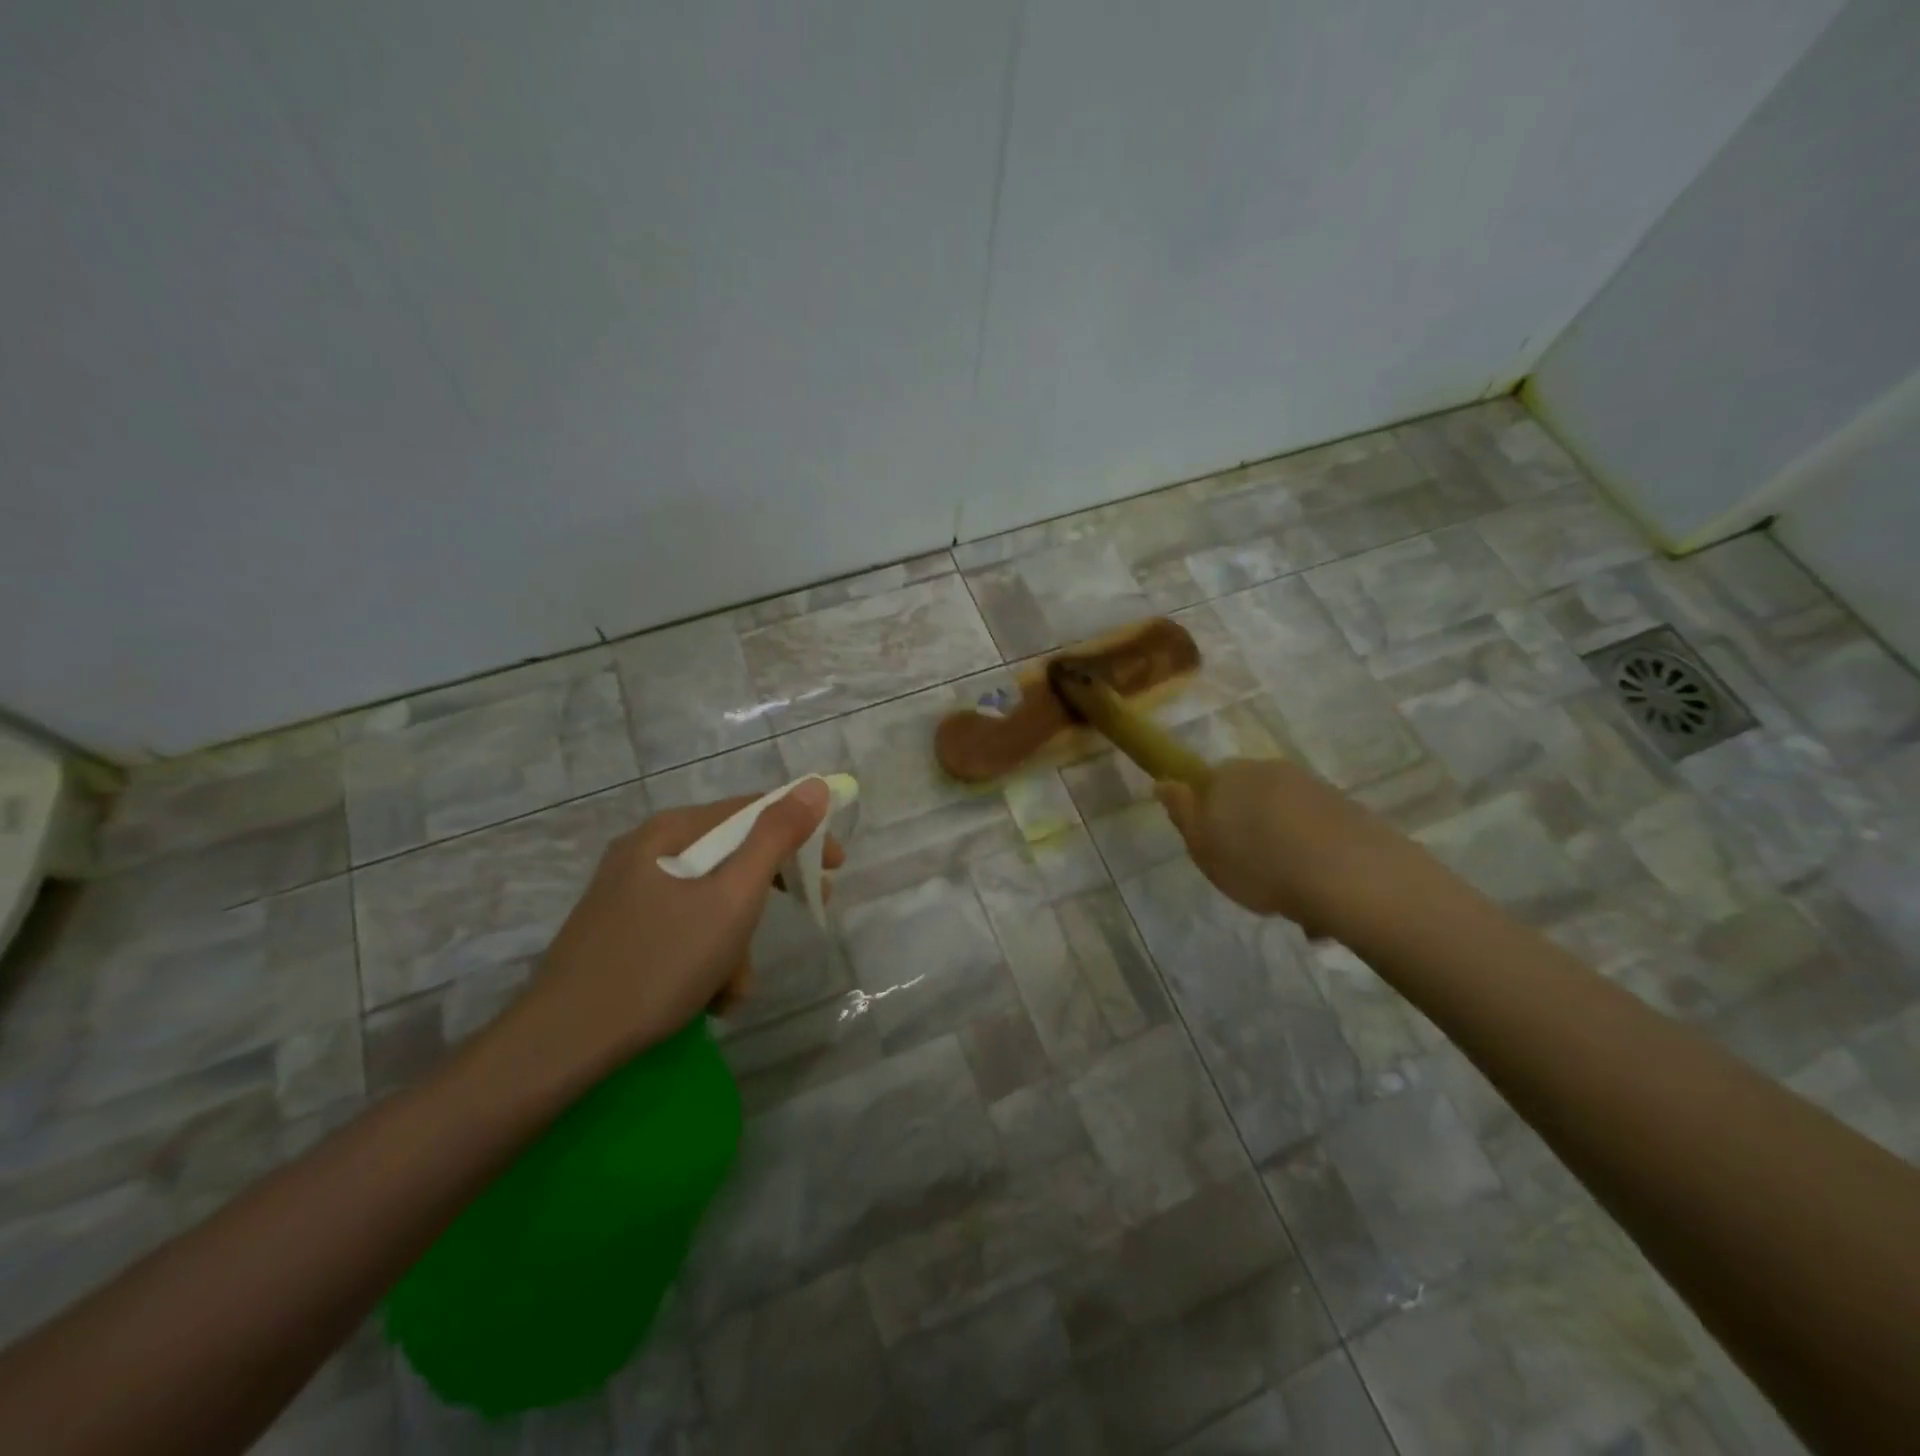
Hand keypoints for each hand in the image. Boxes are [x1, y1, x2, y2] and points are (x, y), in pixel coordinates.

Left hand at [505, 782, 841, 1074]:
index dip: (802, 832)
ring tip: (734, 987)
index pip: (752, 810)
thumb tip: (814, 785)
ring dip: (736, 940)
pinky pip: (683, 926)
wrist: (563, 1044)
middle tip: (807, 910)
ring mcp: (629, 891)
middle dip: (768, 893)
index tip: (835, 866)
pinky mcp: (621, 929)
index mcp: (671, 831)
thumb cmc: (660, 963)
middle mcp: (647, 850)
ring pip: (709, 898)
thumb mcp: (732, 899)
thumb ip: (776, 838)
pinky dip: (706, 955)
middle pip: (731, 855)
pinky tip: (709, 996)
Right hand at [1154, 757, 1416, 936]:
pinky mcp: (1347, 808)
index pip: (1207, 782)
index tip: (1214, 848)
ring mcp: (1311, 786)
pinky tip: (1316, 894)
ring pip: (1283, 816)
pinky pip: (1315, 831)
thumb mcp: (1203, 847)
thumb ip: (1182, 812)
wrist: (1349, 874)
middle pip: (1248, 798)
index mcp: (1228, 776)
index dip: (1207, 815)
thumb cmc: (1259, 864)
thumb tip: (1164, 782)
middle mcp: (1269, 770)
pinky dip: (1312, 855)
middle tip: (1248, 873)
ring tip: (1288, 896)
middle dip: (1248, 829)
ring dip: (1281, 846)